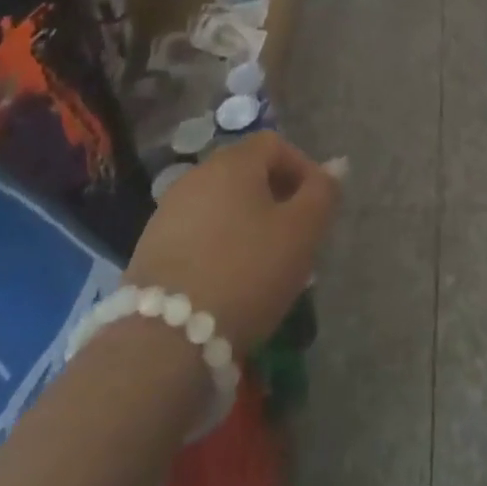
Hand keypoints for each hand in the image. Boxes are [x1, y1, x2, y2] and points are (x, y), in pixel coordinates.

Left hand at [125, 132, 339, 354]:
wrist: (165, 340)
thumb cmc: (246, 272)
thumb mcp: (301, 232)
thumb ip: (323, 193)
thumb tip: (336, 164)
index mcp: (233, 162)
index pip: (275, 144)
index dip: (302, 168)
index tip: (317, 207)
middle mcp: (197, 175)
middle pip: (246, 173)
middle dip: (276, 199)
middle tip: (296, 239)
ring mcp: (168, 211)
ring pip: (222, 205)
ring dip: (248, 224)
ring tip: (265, 265)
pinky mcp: (150, 247)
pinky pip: (198, 232)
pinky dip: (220, 245)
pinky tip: (229, 282)